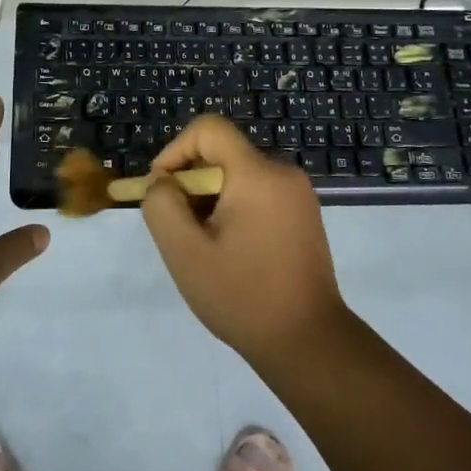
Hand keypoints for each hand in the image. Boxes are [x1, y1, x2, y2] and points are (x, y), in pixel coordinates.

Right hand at [142, 114, 349, 367]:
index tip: (162, 190)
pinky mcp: (304, 215)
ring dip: (211, 201)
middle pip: (222, 155)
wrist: (308, 342)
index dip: (175, 151)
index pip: (208, 129)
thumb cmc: (242, 296)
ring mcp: (298, 194)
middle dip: (192, 184)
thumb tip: (163, 182)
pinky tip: (231, 252)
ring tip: (205, 247)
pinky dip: (235, 210)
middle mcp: (282, 173)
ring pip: (238, 176)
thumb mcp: (185, 252)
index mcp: (257, 173)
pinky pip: (258, 194)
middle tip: (180, 230)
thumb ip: (162, 206)